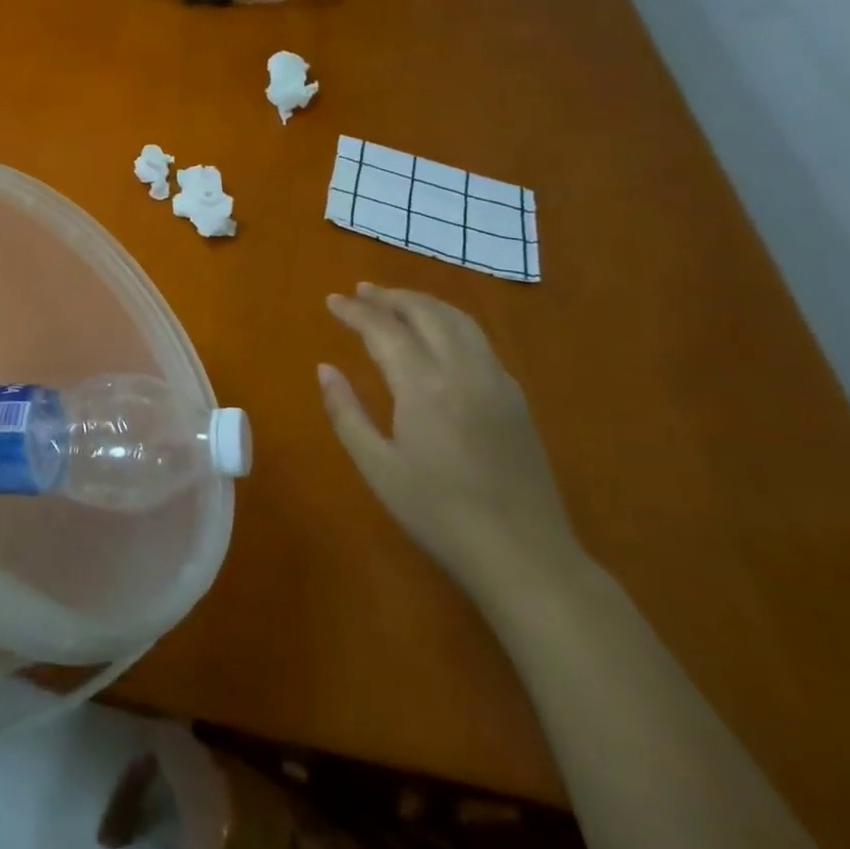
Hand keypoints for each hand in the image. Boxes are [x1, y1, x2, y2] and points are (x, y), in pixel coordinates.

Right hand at [318, 283, 584, 599]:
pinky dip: (449, 322)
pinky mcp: (515, 397)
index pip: (384, 329)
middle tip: (360, 292)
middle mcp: (464, 370)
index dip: (355, 311)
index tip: (332, 301)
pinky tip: (436, 335)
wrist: (524, 556)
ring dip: (423, 303)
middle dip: (390, 297)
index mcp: (425, 386)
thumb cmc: (439, 513)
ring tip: (395, 302)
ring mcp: (496, 381)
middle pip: (426, 312)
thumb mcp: (378, 467)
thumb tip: (325, 369)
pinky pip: (479, 340)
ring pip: (458, 320)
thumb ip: (346, 412)